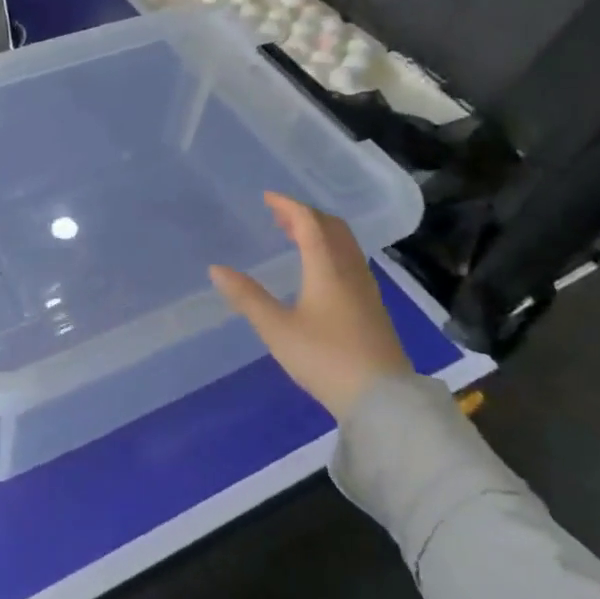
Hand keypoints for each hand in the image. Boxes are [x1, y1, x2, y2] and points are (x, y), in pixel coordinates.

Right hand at [209, 191, 409, 420]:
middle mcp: (350, 270)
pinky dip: (330, 250)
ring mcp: (366, 289)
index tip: (267, 198)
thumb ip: (247, 297)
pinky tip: (318, 270)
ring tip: (295, 237)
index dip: (288, 206)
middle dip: (305, 215)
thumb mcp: (277, 329)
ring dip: (320, 232)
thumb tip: (216, 269)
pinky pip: (350, 261)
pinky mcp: (372, 307)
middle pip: (332, 228)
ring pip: (344, 244)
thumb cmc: (325, 359)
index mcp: (327, 268)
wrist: (382, 400)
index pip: (309, 222)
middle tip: (279, 215)